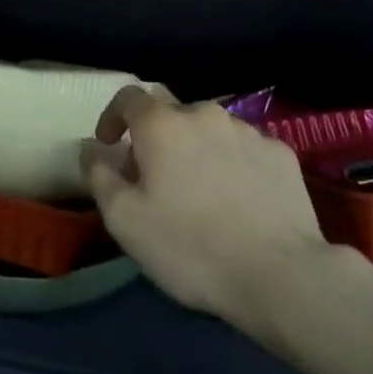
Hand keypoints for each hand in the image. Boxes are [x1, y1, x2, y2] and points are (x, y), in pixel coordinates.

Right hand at [83, 88, 344, 334]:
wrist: (282, 276)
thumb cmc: (190, 247)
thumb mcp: (125, 220)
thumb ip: (99, 175)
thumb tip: (91, 147)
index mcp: (161, 124)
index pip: (128, 97)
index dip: (113, 117)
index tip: (110, 146)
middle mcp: (204, 114)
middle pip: (170, 109)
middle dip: (155, 133)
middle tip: (153, 174)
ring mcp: (248, 131)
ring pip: (209, 128)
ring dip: (195, 147)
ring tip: (199, 189)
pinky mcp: (281, 154)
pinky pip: (244, 147)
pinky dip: (232, 162)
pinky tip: (238, 198)